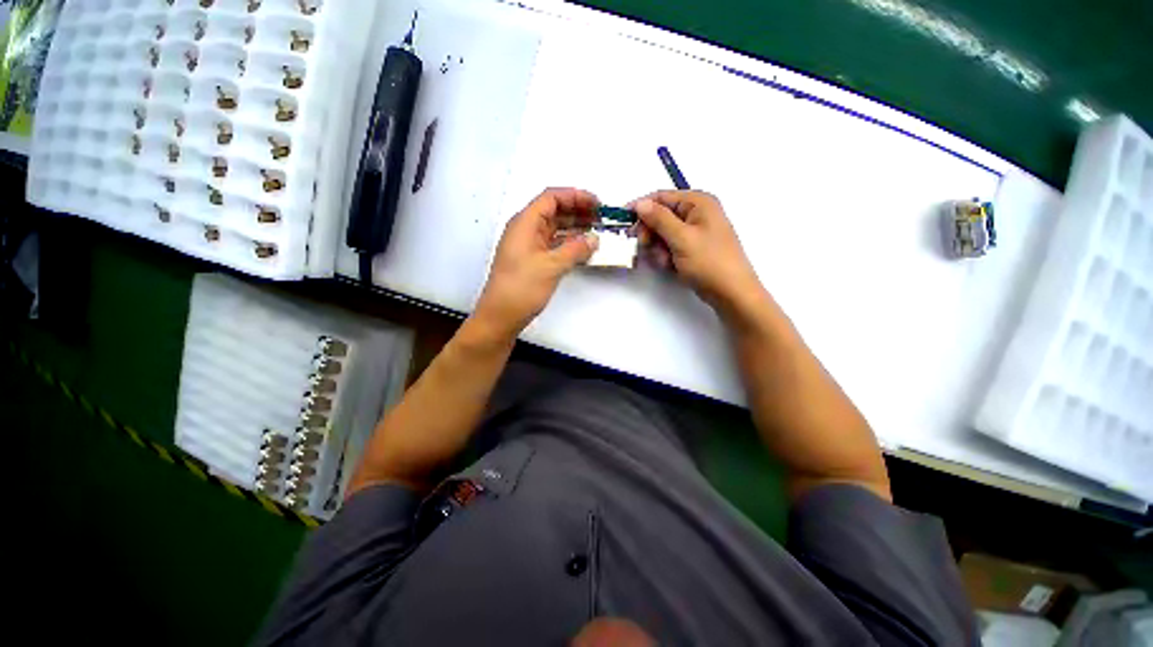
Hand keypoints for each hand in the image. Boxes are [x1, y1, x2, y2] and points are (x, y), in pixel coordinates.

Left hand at [473, 188, 599, 341]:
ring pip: (555, 229)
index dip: (576, 196)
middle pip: (554, 211)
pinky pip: (553, 245)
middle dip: (578, 212)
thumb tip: (594, 238)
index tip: (598, 204)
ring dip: (576, 229)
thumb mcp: (551, 266)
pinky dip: (569, 245)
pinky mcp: (532, 261)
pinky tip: (584, 250)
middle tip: (602, 220)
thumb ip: (575, 250)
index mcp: (525, 223)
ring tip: (598, 233)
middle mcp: (526, 230)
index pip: (552, 198)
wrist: (500, 316)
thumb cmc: (522, 288)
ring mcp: (529, 246)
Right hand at [632, 191, 762, 314]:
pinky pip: (670, 246)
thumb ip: (659, 219)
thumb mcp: (682, 238)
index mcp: (698, 203)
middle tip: (644, 247)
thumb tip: (640, 203)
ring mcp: (695, 232)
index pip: (661, 197)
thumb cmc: (709, 262)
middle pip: (660, 216)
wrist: (732, 293)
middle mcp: (697, 213)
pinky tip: (669, 266)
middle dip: (650, 233)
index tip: (624, 222)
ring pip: (663, 234)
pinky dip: (665, 255)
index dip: (641, 207)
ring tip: (664, 261)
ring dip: (657, 247)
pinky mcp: (692, 248)